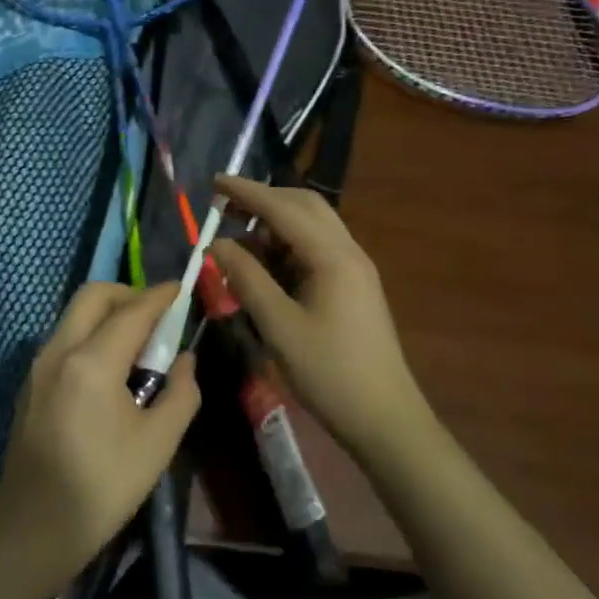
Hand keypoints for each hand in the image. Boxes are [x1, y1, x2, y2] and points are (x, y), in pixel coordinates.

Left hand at [0, 282, 199, 576]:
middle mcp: (59, 350)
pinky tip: (110, 367)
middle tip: (157, 316)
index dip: (160, 296)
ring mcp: (38, 365)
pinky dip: (90, 334)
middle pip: (94, 296)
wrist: (34, 526)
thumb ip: (181, 392)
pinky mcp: (30, 383)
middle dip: (128, 294)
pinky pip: (64, 338)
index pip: (132, 311)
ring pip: (75, 315)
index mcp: (92, 361)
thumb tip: (185, 360)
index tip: (180, 290)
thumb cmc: (103, 486)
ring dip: (107, 313)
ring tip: (138, 343)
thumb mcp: (158, 443)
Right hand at [211, 175, 435, 462]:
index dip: (247, 193)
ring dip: (275, 222)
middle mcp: (348, 252)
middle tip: (224, 208)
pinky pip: (317, 248)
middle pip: (304, 206)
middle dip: (263, 200)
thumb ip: (247, 279)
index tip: (214, 182)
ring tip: (238, 238)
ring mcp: (354, 268)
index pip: (284, 209)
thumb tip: (217, 244)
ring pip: (313, 226)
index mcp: (332, 257)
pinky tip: (265, 263)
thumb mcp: (279, 326)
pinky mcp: (353, 285)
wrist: (384, 416)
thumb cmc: (329, 372)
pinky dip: (287, 244)